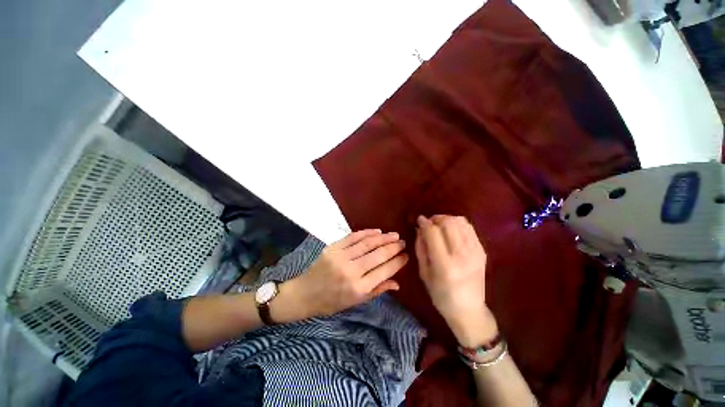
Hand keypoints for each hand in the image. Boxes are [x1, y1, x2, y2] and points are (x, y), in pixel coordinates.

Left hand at [282, 229, 407, 319]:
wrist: (305, 294)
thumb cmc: (331, 302)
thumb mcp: (355, 303)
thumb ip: (377, 291)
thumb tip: (397, 283)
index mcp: (359, 289)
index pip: (384, 271)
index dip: (397, 262)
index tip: (406, 255)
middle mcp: (351, 272)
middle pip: (378, 255)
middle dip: (393, 247)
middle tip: (403, 242)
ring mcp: (341, 257)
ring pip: (367, 244)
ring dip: (383, 238)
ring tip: (394, 235)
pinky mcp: (333, 248)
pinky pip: (353, 237)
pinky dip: (366, 233)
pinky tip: (377, 231)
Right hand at [415, 215, 497, 346]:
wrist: (469, 310)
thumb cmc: (440, 295)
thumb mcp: (423, 273)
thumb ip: (420, 248)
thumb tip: (419, 228)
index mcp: (444, 265)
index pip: (433, 233)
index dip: (424, 223)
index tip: (419, 220)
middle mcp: (462, 256)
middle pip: (448, 223)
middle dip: (436, 218)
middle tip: (429, 223)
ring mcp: (475, 252)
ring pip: (460, 222)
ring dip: (447, 219)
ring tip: (440, 225)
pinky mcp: (482, 251)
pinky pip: (469, 228)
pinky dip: (458, 224)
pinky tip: (452, 231)